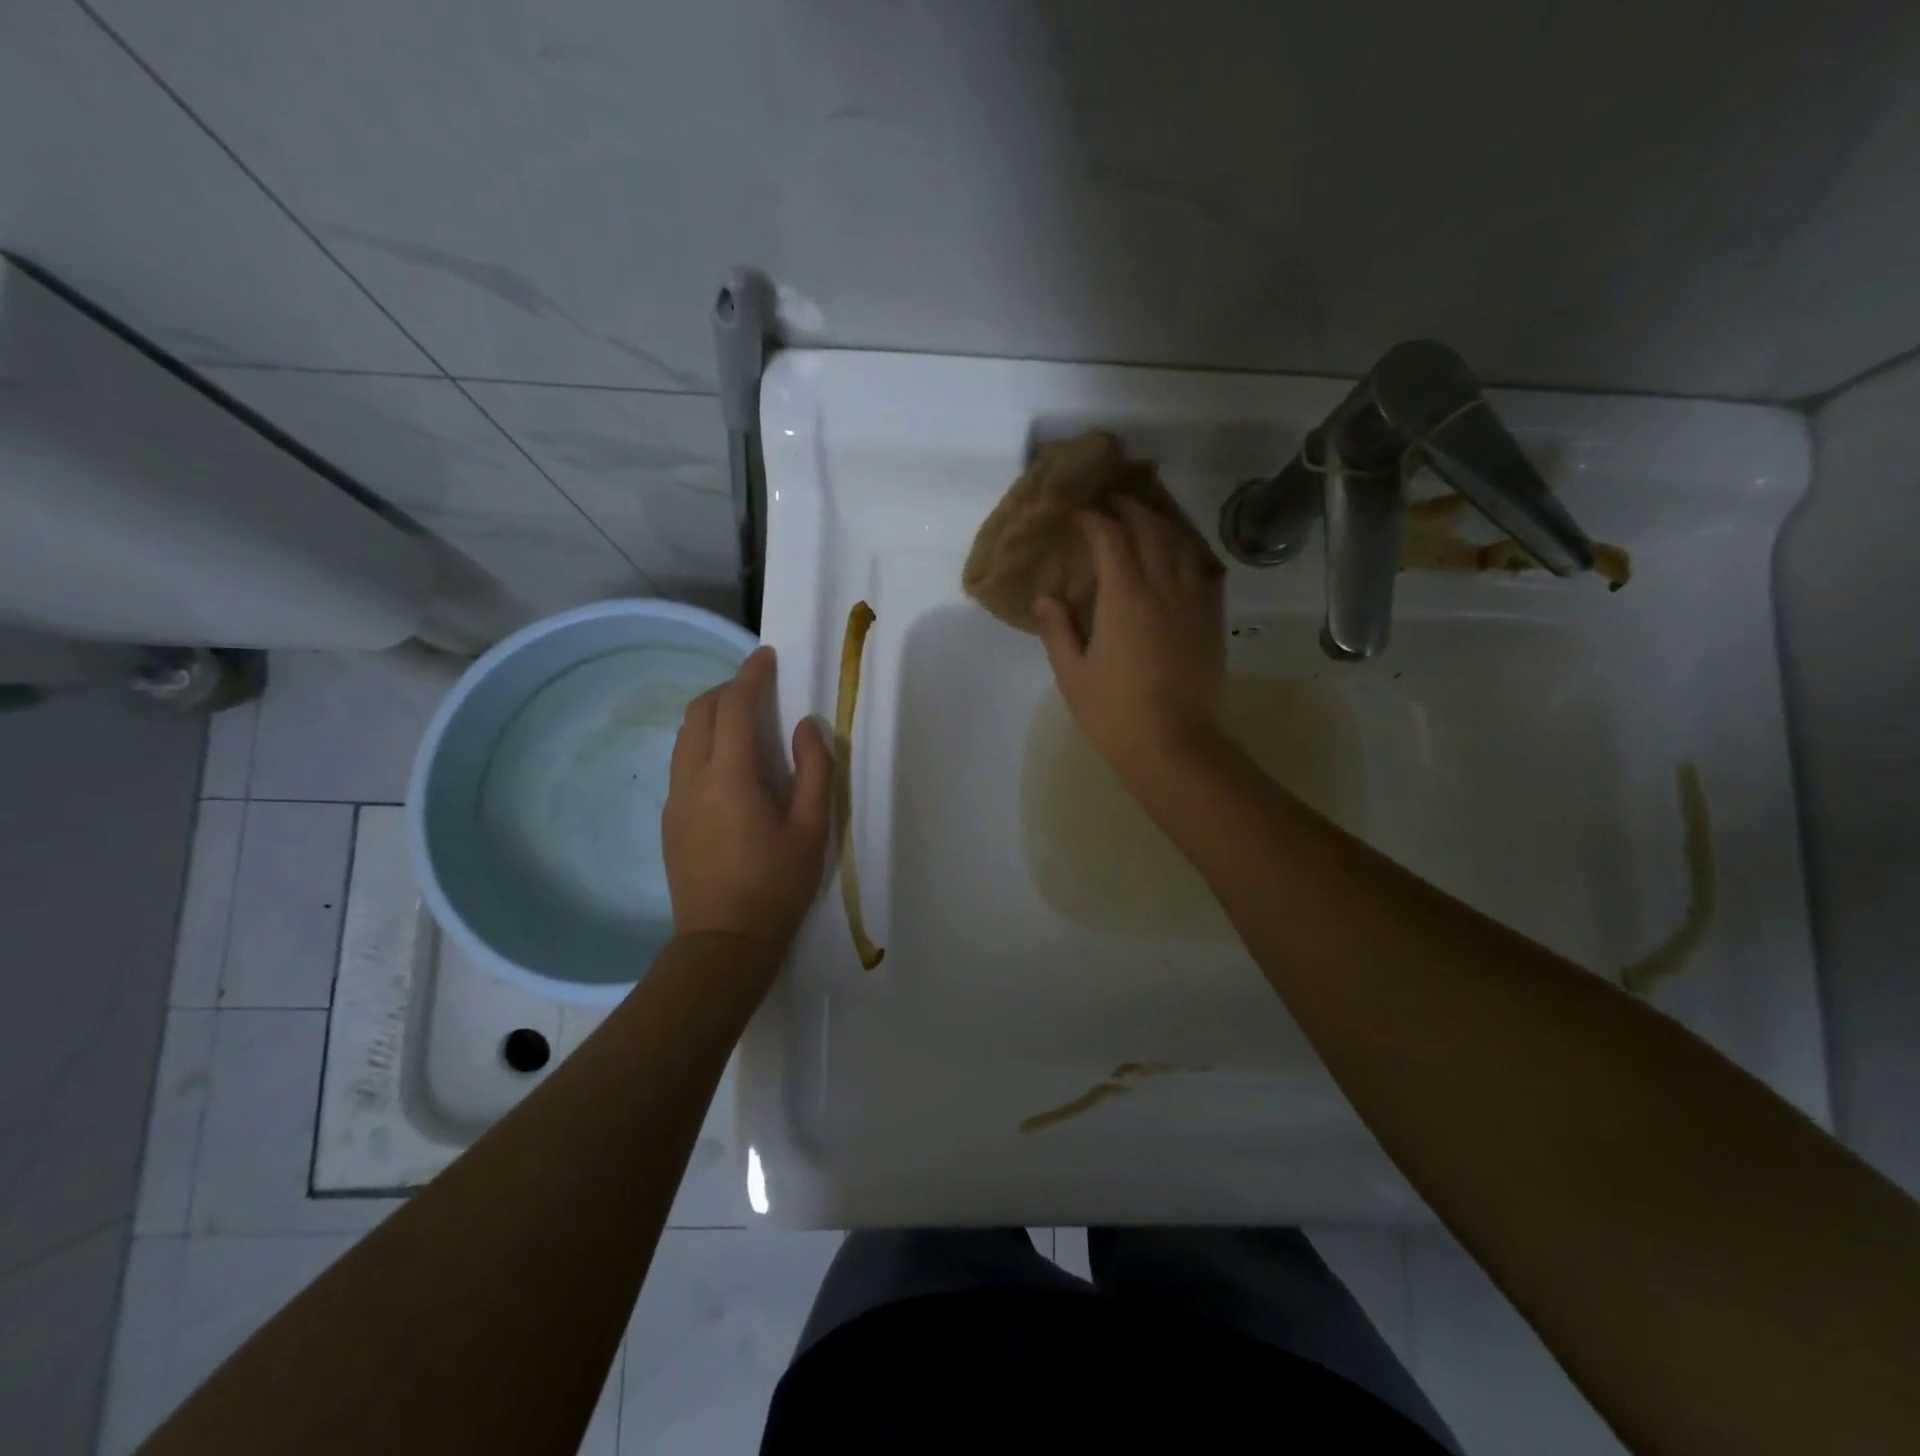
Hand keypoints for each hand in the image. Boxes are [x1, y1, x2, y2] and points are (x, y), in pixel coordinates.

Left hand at [663, 647, 832, 959]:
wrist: (723, 943)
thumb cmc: (776, 885)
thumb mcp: (812, 828)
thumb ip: (815, 769)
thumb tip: (806, 725)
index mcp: (729, 777)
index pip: (733, 706)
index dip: (750, 675)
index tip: (766, 656)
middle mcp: (692, 779)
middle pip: (700, 712)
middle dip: (728, 689)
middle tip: (760, 688)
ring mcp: (675, 799)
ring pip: (685, 737)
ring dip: (713, 715)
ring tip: (746, 722)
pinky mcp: (670, 819)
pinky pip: (683, 762)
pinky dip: (704, 743)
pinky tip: (730, 766)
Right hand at [1034, 499, 1226, 776]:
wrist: (1174, 744)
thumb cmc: (1114, 712)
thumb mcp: (1072, 674)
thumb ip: (1057, 630)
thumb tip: (1046, 597)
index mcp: (1124, 598)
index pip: (1111, 539)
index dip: (1093, 520)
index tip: (1078, 515)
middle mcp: (1163, 588)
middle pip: (1151, 530)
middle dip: (1129, 509)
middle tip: (1111, 503)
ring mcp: (1194, 602)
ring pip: (1183, 545)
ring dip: (1163, 524)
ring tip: (1147, 519)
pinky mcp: (1212, 621)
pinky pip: (1207, 572)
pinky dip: (1192, 553)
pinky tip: (1184, 555)